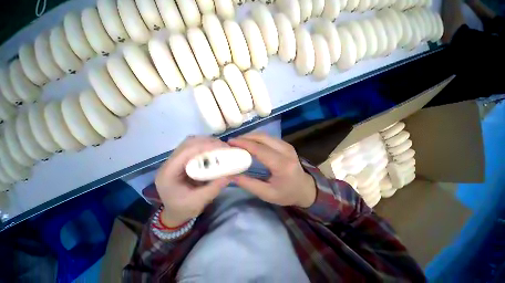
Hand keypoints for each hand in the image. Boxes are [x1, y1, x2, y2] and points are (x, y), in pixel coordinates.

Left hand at [155, 136, 230, 226]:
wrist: (174, 212)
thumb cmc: (183, 209)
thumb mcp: (198, 202)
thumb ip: (214, 188)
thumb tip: (230, 174)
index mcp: (168, 173)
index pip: (186, 151)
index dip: (205, 146)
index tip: (222, 148)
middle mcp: (170, 163)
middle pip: (188, 143)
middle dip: (208, 142)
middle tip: (224, 147)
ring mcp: (175, 160)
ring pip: (191, 142)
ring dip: (207, 142)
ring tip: (220, 148)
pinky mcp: (182, 160)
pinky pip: (194, 147)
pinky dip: (205, 146)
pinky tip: (214, 151)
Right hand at [228, 133, 316, 207]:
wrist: (305, 188)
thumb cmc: (287, 193)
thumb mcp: (267, 194)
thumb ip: (249, 184)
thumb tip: (231, 175)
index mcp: (282, 164)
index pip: (260, 149)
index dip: (244, 143)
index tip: (230, 142)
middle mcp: (286, 151)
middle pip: (262, 137)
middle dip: (245, 137)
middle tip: (233, 142)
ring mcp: (287, 146)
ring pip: (265, 135)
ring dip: (250, 136)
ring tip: (239, 142)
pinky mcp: (285, 144)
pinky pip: (269, 137)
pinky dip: (257, 138)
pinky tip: (250, 143)